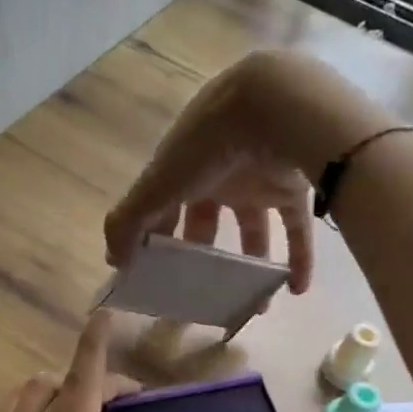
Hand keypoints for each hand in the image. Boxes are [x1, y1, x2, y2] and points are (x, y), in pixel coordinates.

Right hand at [104, 50, 385, 295]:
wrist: (274, 108)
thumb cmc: (207, 146)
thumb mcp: (157, 184)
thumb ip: (129, 222)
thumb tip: (113, 262)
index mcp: (182, 168)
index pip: (163, 208)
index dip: (156, 239)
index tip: (155, 276)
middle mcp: (218, 173)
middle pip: (207, 220)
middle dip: (204, 257)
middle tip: (203, 294)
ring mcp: (257, 179)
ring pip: (253, 229)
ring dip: (252, 267)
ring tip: (254, 304)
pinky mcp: (293, 186)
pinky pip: (297, 228)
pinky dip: (299, 257)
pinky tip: (295, 289)